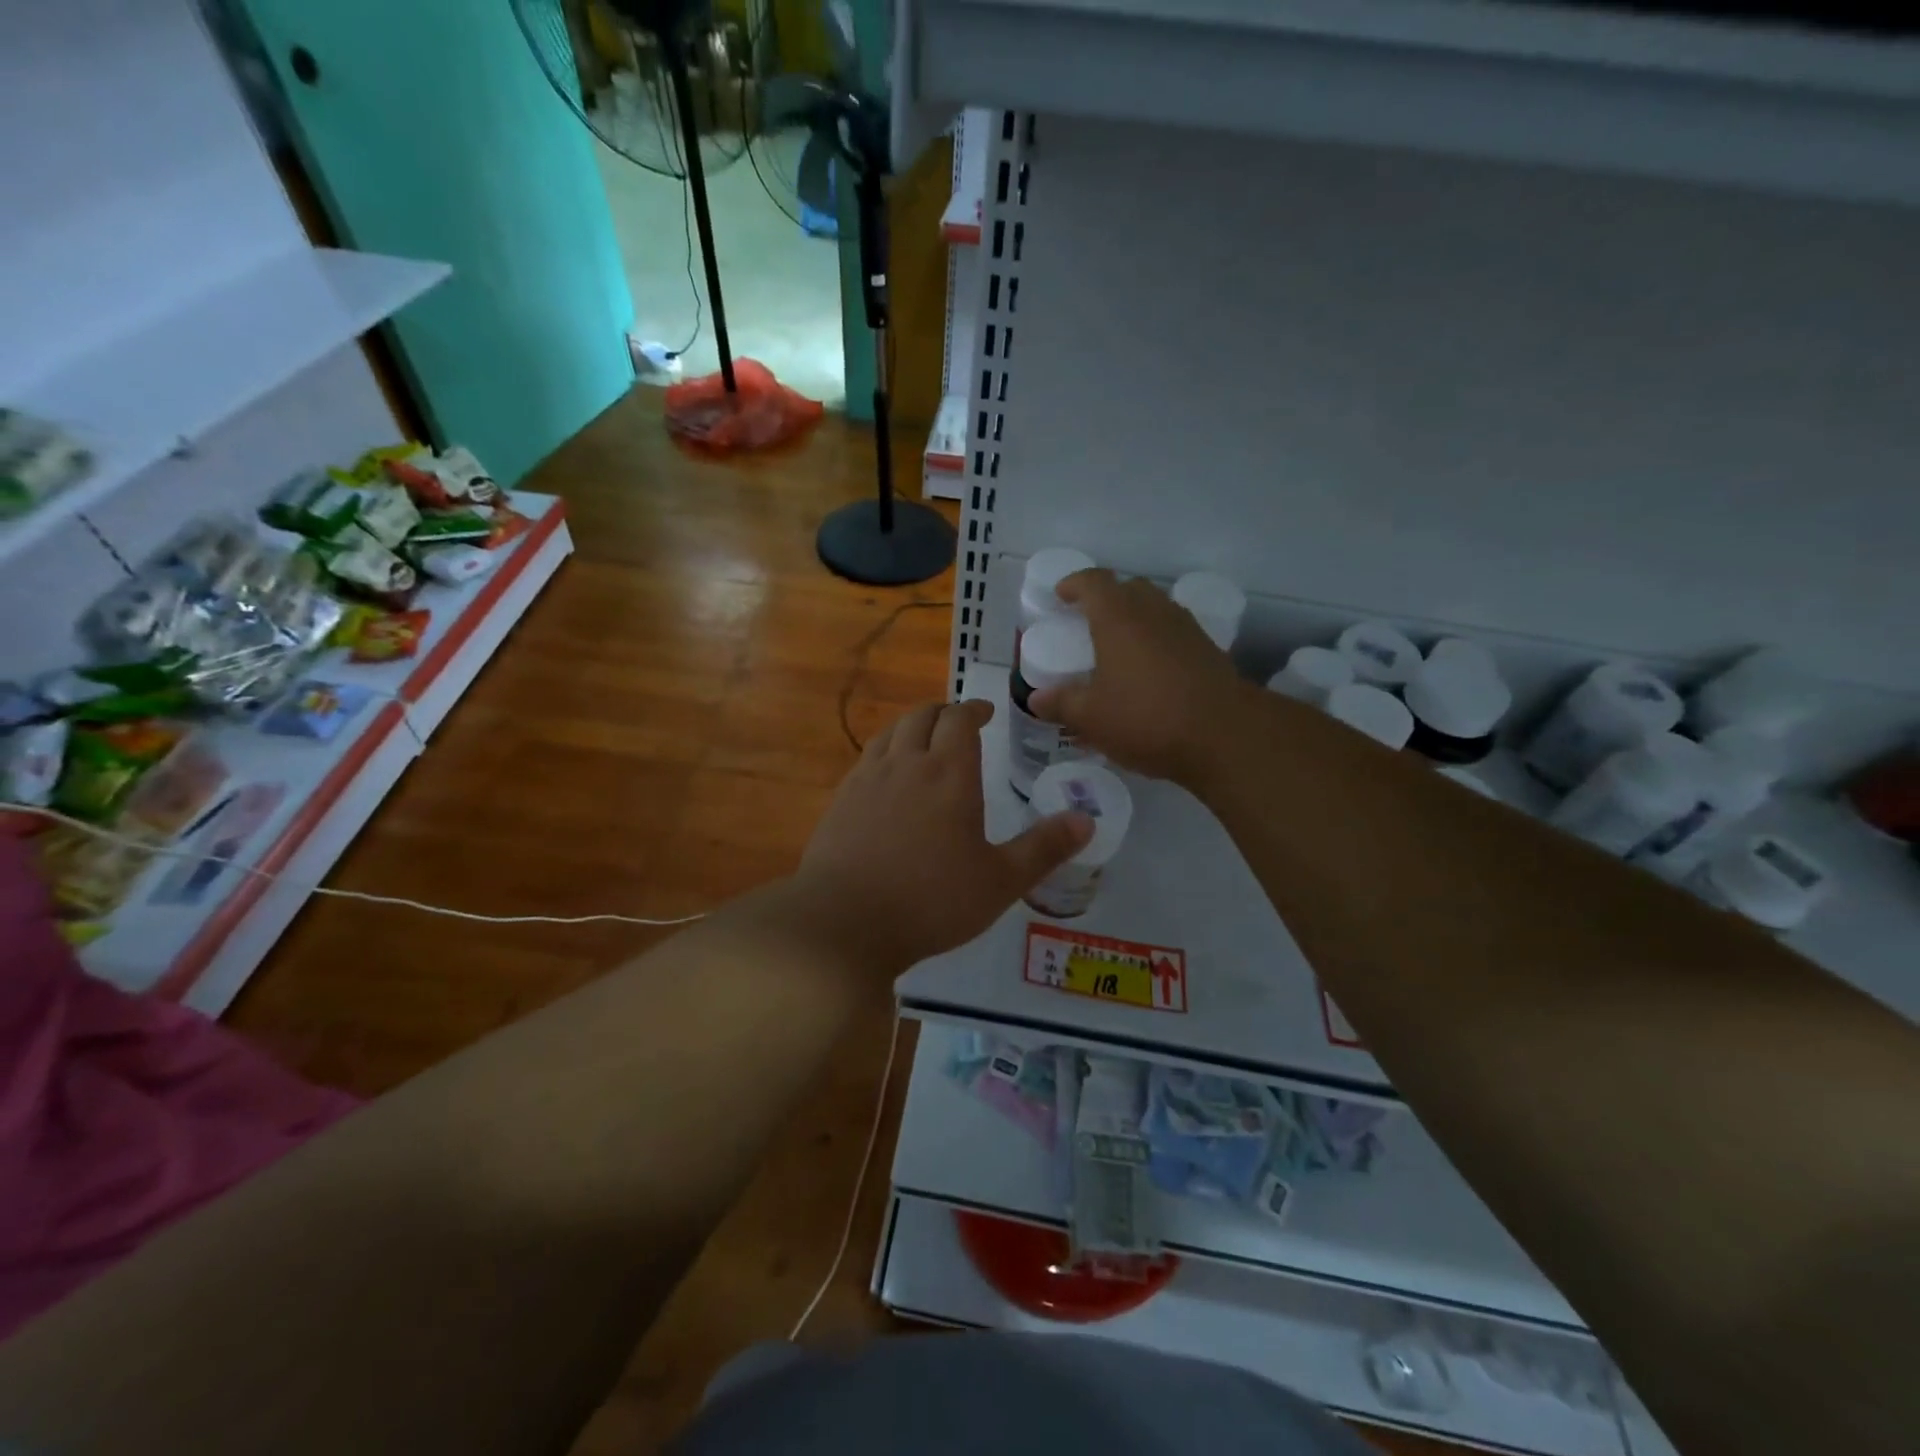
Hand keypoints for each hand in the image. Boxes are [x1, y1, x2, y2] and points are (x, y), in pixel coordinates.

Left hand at [792, 700, 1092, 974]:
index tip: (985, 713)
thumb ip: (1044, 848)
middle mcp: (906, 764)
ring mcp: (867, 780)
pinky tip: (887, 778)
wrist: (845, 922)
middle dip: (943, 712)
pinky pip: (866, 759)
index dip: (973, 710)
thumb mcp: (1000, 881)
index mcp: (948, 773)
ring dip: (911, 727)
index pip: (960, 720)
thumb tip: (1086, 820)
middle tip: (958, 723)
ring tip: (923, 739)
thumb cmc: (932, 900)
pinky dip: (885, 752)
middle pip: (922, 717)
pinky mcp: (841, 801)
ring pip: (890, 733)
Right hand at [1030, 568, 1252, 782]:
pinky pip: (1174, 633)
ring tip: (1119, 649)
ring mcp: (1186, 628)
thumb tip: (1036, 699)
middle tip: (1089, 622)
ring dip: (1135, 620)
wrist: (1224, 736)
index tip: (1061, 594)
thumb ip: (1061, 704)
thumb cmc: (1146, 718)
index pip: (1093, 582)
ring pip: (1155, 609)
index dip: (1074, 584)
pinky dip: (1157, 641)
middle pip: (1128, 589)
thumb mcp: (1091, 718)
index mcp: (1118, 617)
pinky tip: (1150, 672)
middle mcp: (1154, 612)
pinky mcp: (1209, 651)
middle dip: (1106, 599)